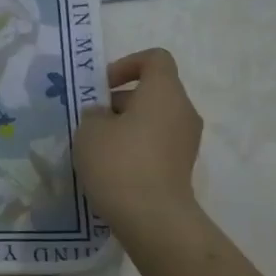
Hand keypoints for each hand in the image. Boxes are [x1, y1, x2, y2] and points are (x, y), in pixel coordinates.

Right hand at [73, 48, 203, 239]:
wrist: (151, 216)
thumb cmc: (118, 162)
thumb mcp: (89, 130)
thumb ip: (94, 114)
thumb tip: (103, 117)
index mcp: (164, 92)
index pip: (154, 59)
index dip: (126, 64)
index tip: (101, 87)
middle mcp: (182, 111)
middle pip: (152, 92)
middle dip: (119, 101)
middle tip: (90, 122)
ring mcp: (186, 140)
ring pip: (153, 119)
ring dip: (125, 126)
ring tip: (97, 148)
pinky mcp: (181, 166)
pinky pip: (156, 144)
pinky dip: (135, 147)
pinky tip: (111, 168)